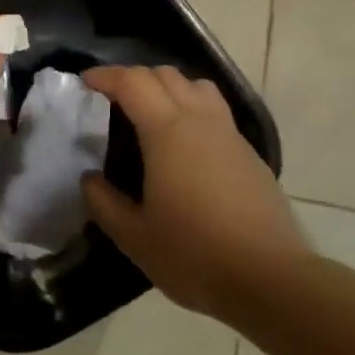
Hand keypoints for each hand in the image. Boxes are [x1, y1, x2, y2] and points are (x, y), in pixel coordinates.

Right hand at [81, 65, 310, 316]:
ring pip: (198, 87)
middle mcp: (201, 122)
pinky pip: (216, 113)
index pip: (133, 82)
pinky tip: (182, 147)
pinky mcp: (250, 155)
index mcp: (168, 132)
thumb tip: (90, 179)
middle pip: (167, 75)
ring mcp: (231, 136)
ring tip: (149, 114)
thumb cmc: (194, 255)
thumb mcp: (134, 236)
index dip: (106, 76)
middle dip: (134, 78)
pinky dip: (191, 110)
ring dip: (168, 87)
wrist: (270, 279)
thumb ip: (104, 202)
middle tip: (110, 100)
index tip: (84, 83)